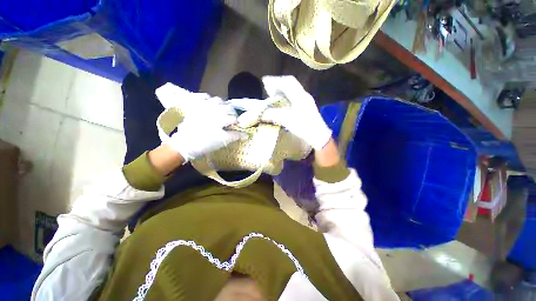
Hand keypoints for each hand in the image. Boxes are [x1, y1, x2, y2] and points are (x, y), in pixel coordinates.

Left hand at [163, 100, 246, 161]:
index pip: (234, 118)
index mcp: (220, 119)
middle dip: (232, 113)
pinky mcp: (195, 106)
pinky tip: (211, 104)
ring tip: (222, 111)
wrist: (185, 144)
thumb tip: (246, 135)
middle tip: (230, 119)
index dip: (237, 123)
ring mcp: (203, 107)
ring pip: (217, 100)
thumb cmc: (205, 144)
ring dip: (222, 105)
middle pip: (227, 107)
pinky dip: (209, 99)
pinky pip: (204, 97)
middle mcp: (213, 110)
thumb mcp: (222, 141)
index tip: (236, 127)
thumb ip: (235, 136)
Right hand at [260, 76, 331, 149]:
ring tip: (273, 94)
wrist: (318, 135)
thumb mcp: (288, 121)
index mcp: (300, 96)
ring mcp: (307, 100)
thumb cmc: (304, 127)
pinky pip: (295, 96)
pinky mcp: (307, 106)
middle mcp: (304, 95)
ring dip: (282, 90)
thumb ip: (274, 115)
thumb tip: (262, 114)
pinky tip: (282, 102)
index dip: (275, 80)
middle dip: (278, 84)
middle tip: (268, 88)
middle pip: (290, 83)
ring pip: (293, 90)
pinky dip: (286, 96)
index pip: (287, 82)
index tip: (265, 81)